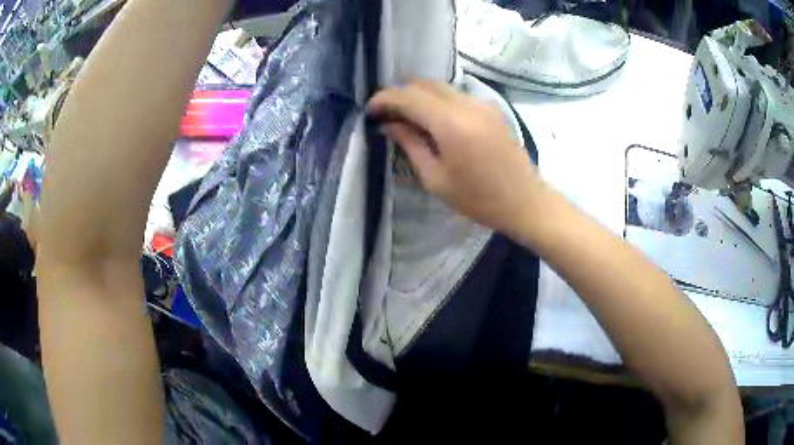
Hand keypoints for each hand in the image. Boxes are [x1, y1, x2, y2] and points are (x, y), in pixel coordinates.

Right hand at [368, 79, 543, 234]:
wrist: (525, 201)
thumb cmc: (479, 199)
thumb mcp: (436, 179)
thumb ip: (411, 145)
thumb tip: (389, 124)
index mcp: (451, 124)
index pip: (409, 97)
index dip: (385, 99)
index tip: (370, 111)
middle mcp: (467, 104)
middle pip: (424, 84)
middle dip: (400, 94)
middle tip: (386, 114)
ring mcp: (482, 103)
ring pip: (441, 87)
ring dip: (419, 96)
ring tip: (406, 117)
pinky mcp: (491, 108)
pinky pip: (456, 95)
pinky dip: (438, 100)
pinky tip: (433, 119)